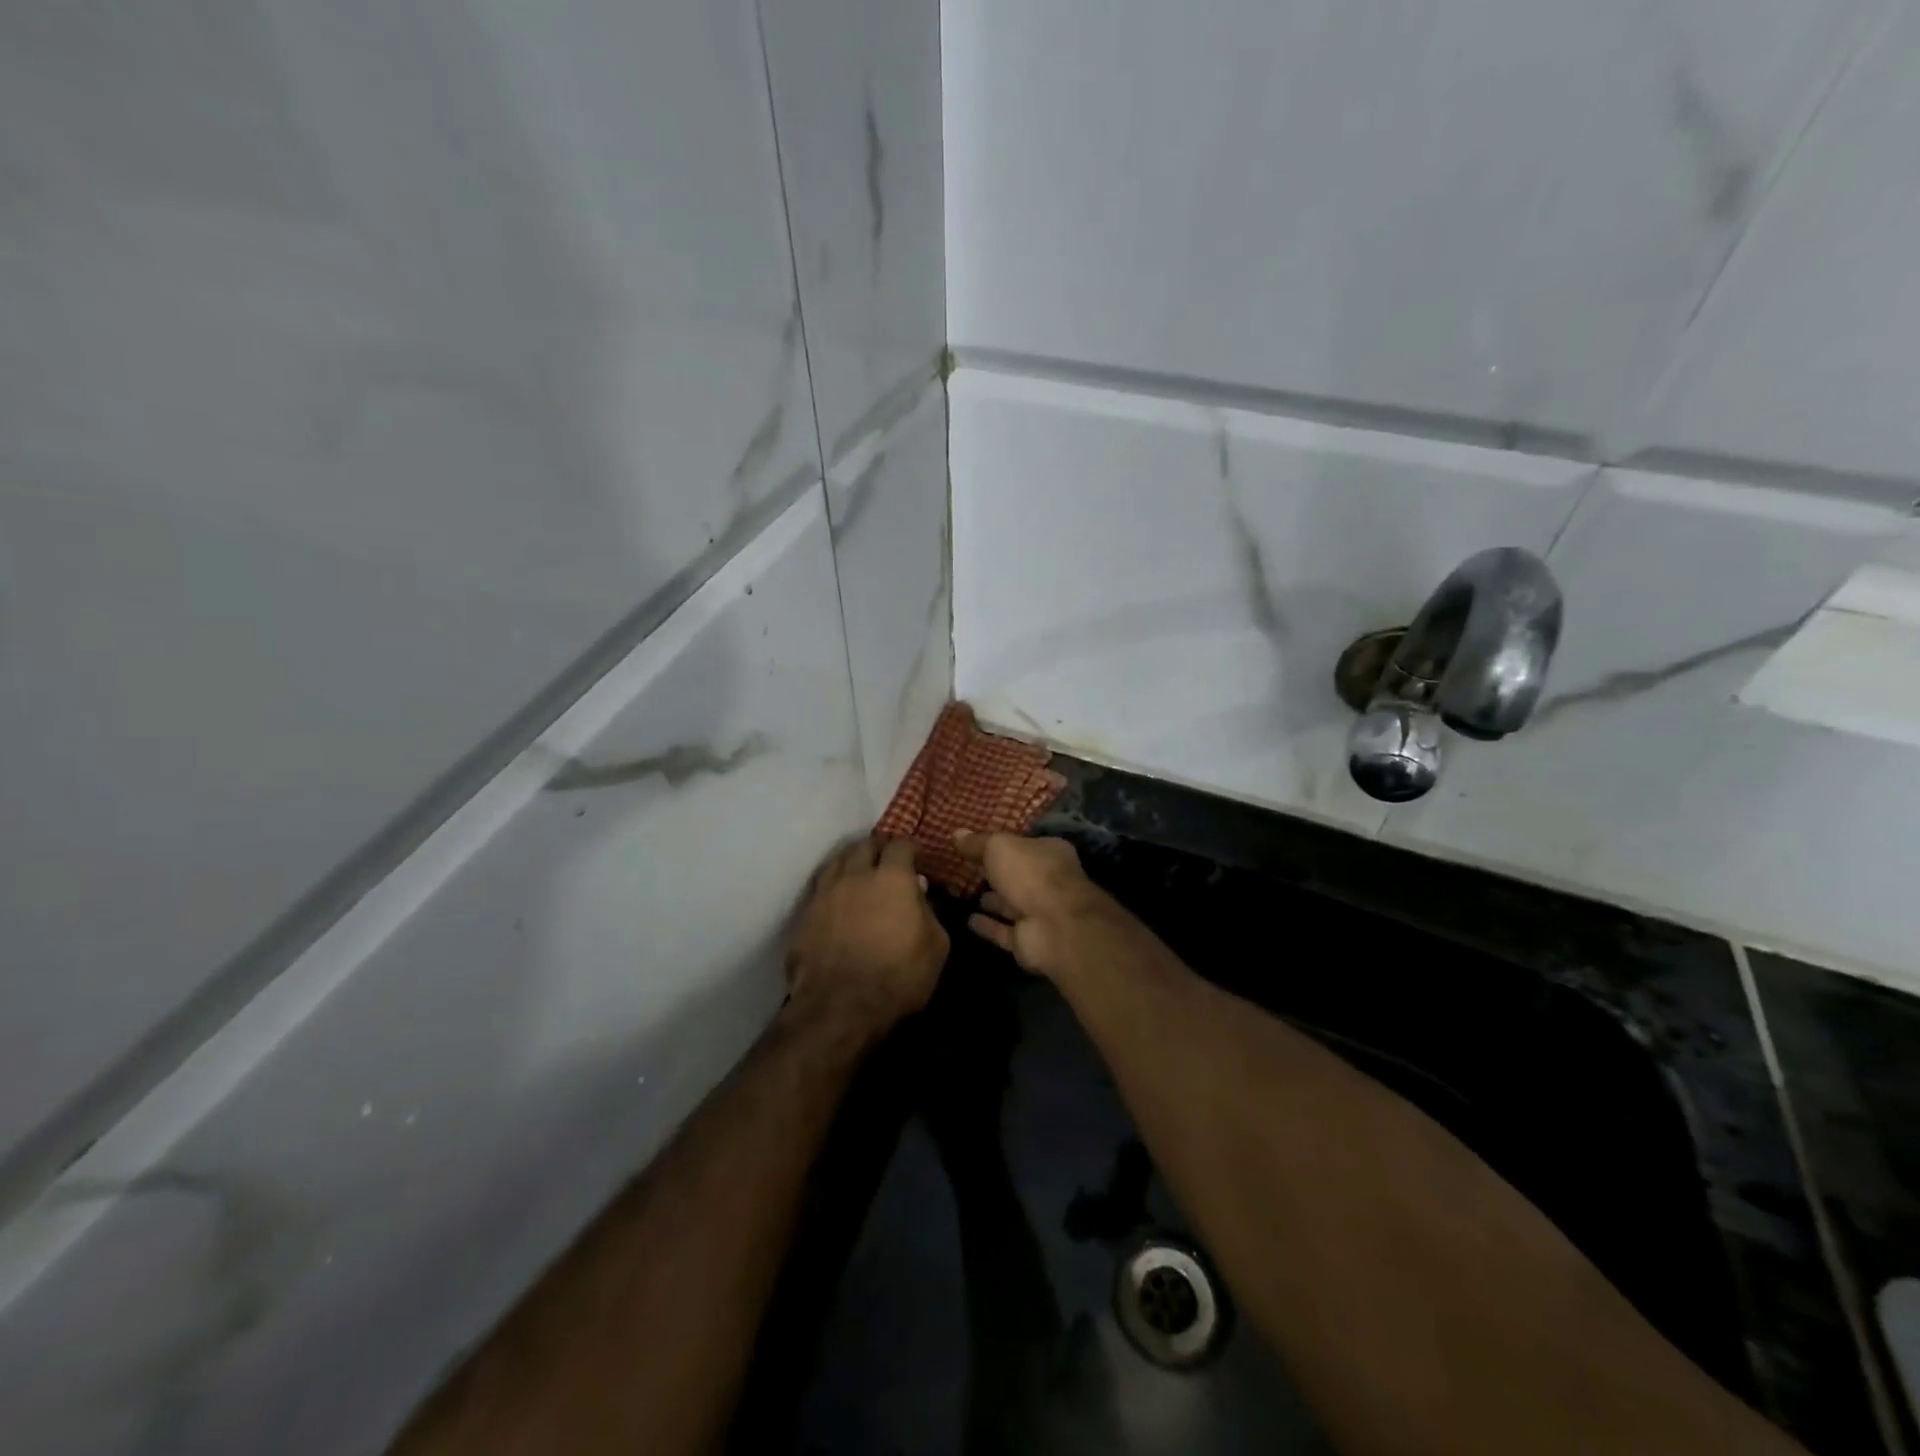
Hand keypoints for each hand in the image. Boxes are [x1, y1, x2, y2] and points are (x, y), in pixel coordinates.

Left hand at [785, 836, 949, 1036]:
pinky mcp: (804, 914)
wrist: (839, 1007)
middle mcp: (855, 875)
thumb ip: (930, 912)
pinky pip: (819, 887)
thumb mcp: (936, 947)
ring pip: (837, 861)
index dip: (909, 848)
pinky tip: (836, 898)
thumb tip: (919, 893)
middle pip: (864, 845)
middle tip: (886, 860)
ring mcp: (825, 893)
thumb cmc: (898, 977)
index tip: (915, 859)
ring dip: (851, 861)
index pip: (900, 845)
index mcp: (892, 878)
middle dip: (877, 848)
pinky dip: (831, 886)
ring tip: (858, 873)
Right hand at [954, 832, 1111, 979]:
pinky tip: (968, 920)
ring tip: (965, 894)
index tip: (980, 845)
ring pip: (1012, 905)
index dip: (1004, 845)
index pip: (1025, 846)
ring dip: (993, 901)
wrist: (1054, 926)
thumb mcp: (999, 848)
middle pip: (1019, 876)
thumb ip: (978, 843)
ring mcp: (1040, 913)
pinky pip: (1003, 931)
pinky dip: (988, 926)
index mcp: (1050, 853)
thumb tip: (956, 833)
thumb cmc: (1030, 874)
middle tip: (969, 870)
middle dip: (998, 875)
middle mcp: (1048, 882)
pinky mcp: (1028, 940)